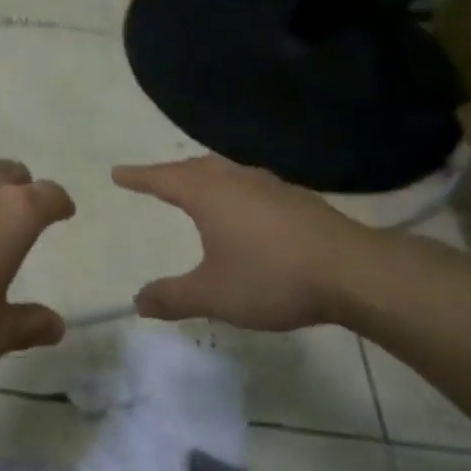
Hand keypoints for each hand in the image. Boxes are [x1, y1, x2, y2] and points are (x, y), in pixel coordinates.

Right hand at [112, 155, 382, 329]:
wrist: (353, 272)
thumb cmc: (271, 278)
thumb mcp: (212, 295)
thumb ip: (172, 297)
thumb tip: (138, 302)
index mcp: (210, 195)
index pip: (164, 179)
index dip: (139, 177)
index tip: (118, 173)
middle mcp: (238, 180)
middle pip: (197, 167)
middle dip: (171, 172)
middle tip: (155, 180)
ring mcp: (272, 187)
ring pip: (228, 173)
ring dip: (206, 178)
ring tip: (197, 190)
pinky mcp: (299, 201)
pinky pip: (253, 186)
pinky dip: (235, 191)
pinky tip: (246, 211)